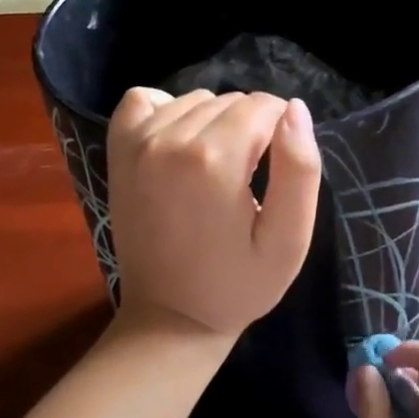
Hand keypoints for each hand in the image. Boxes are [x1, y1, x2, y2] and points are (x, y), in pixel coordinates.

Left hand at [106, 87, 320, 338]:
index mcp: (215, 160)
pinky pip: (145, 99)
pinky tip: (179, 145)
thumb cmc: (238, 285)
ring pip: (196, 99)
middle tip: (247, 182)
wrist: (169, 317)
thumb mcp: (289, 240)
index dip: (283, 135)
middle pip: (232, 101)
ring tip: (216, 171)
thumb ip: (300, 170)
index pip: (266, 106)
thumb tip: (295, 109)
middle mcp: (170, 138)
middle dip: (251, 131)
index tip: (276, 174)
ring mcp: (138, 142)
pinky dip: (167, 111)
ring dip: (214, 124)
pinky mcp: (118, 151)